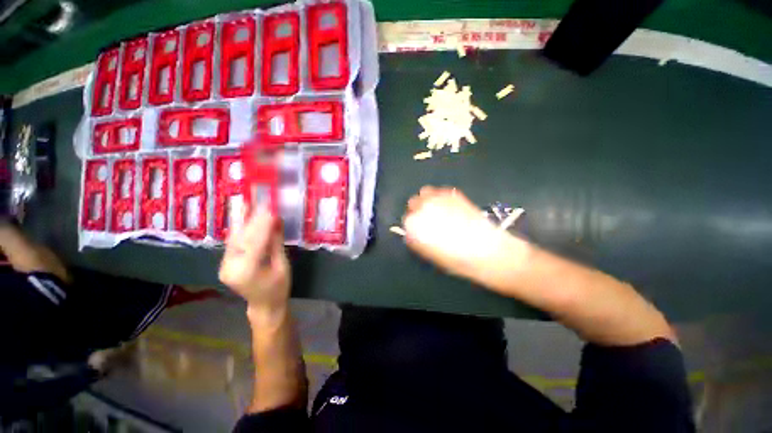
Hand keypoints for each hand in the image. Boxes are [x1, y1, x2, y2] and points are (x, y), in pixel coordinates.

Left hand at [219, 205, 290, 310]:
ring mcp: (225, 265)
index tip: (270, 207)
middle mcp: (231, 267)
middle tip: (260, 200)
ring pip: (235, 238)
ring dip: (241, 219)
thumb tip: (276, 220)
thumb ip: (276, 243)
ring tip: (246, 200)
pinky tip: (241, 214)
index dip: (263, 224)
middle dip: (253, 218)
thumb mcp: (283, 266)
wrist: (264, 305)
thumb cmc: (279, 288)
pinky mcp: (225, 262)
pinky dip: (239, 227)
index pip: (255, 242)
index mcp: (248, 272)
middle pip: (243, 238)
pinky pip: (233, 242)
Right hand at [402, 186, 520, 280]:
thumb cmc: (454, 259)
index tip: (421, 230)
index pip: (406, 219)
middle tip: (429, 219)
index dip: (414, 225)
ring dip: (428, 199)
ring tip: (438, 209)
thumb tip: (415, 233)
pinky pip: (440, 191)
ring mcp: (437, 198)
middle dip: (418, 209)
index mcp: (413, 225)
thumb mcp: (429, 254)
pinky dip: (442, 197)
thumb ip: (417, 240)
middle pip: (413, 202)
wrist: (484, 251)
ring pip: (425, 192)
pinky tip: (451, 207)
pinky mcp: (452, 193)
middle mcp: (421, 208)